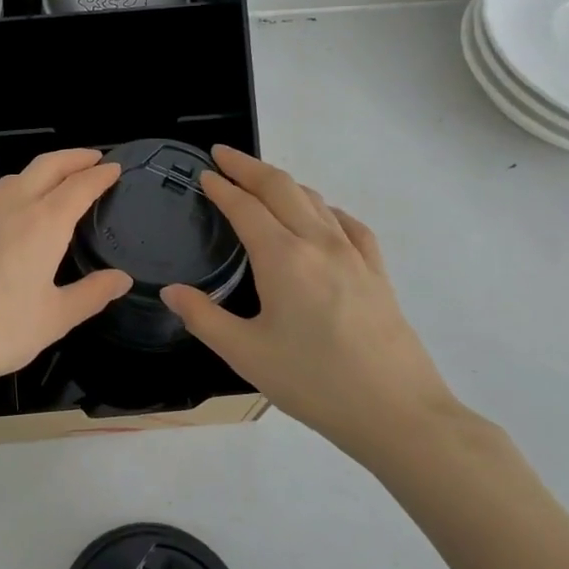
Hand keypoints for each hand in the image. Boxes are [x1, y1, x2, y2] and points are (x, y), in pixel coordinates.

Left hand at [0, 150, 131, 411]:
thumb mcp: (55, 318)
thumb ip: (92, 294)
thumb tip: (121, 279)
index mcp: (43, 223)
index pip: (80, 185)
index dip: (101, 174)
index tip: (116, 168)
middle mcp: (10, 205)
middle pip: (46, 166)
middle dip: (73, 157)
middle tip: (94, 158)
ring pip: (14, 178)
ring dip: (40, 173)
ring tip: (55, 184)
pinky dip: (9, 194)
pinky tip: (7, 216)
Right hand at [162, 146, 462, 467]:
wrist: (396, 412)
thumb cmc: (313, 382)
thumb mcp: (245, 354)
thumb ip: (203, 317)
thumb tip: (171, 291)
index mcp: (283, 258)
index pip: (245, 207)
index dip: (222, 187)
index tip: (204, 173)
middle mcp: (318, 243)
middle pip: (282, 187)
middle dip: (249, 166)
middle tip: (223, 155)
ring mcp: (354, 255)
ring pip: (315, 199)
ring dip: (283, 183)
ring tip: (261, 183)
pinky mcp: (377, 272)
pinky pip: (348, 224)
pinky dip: (324, 208)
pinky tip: (321, 217)